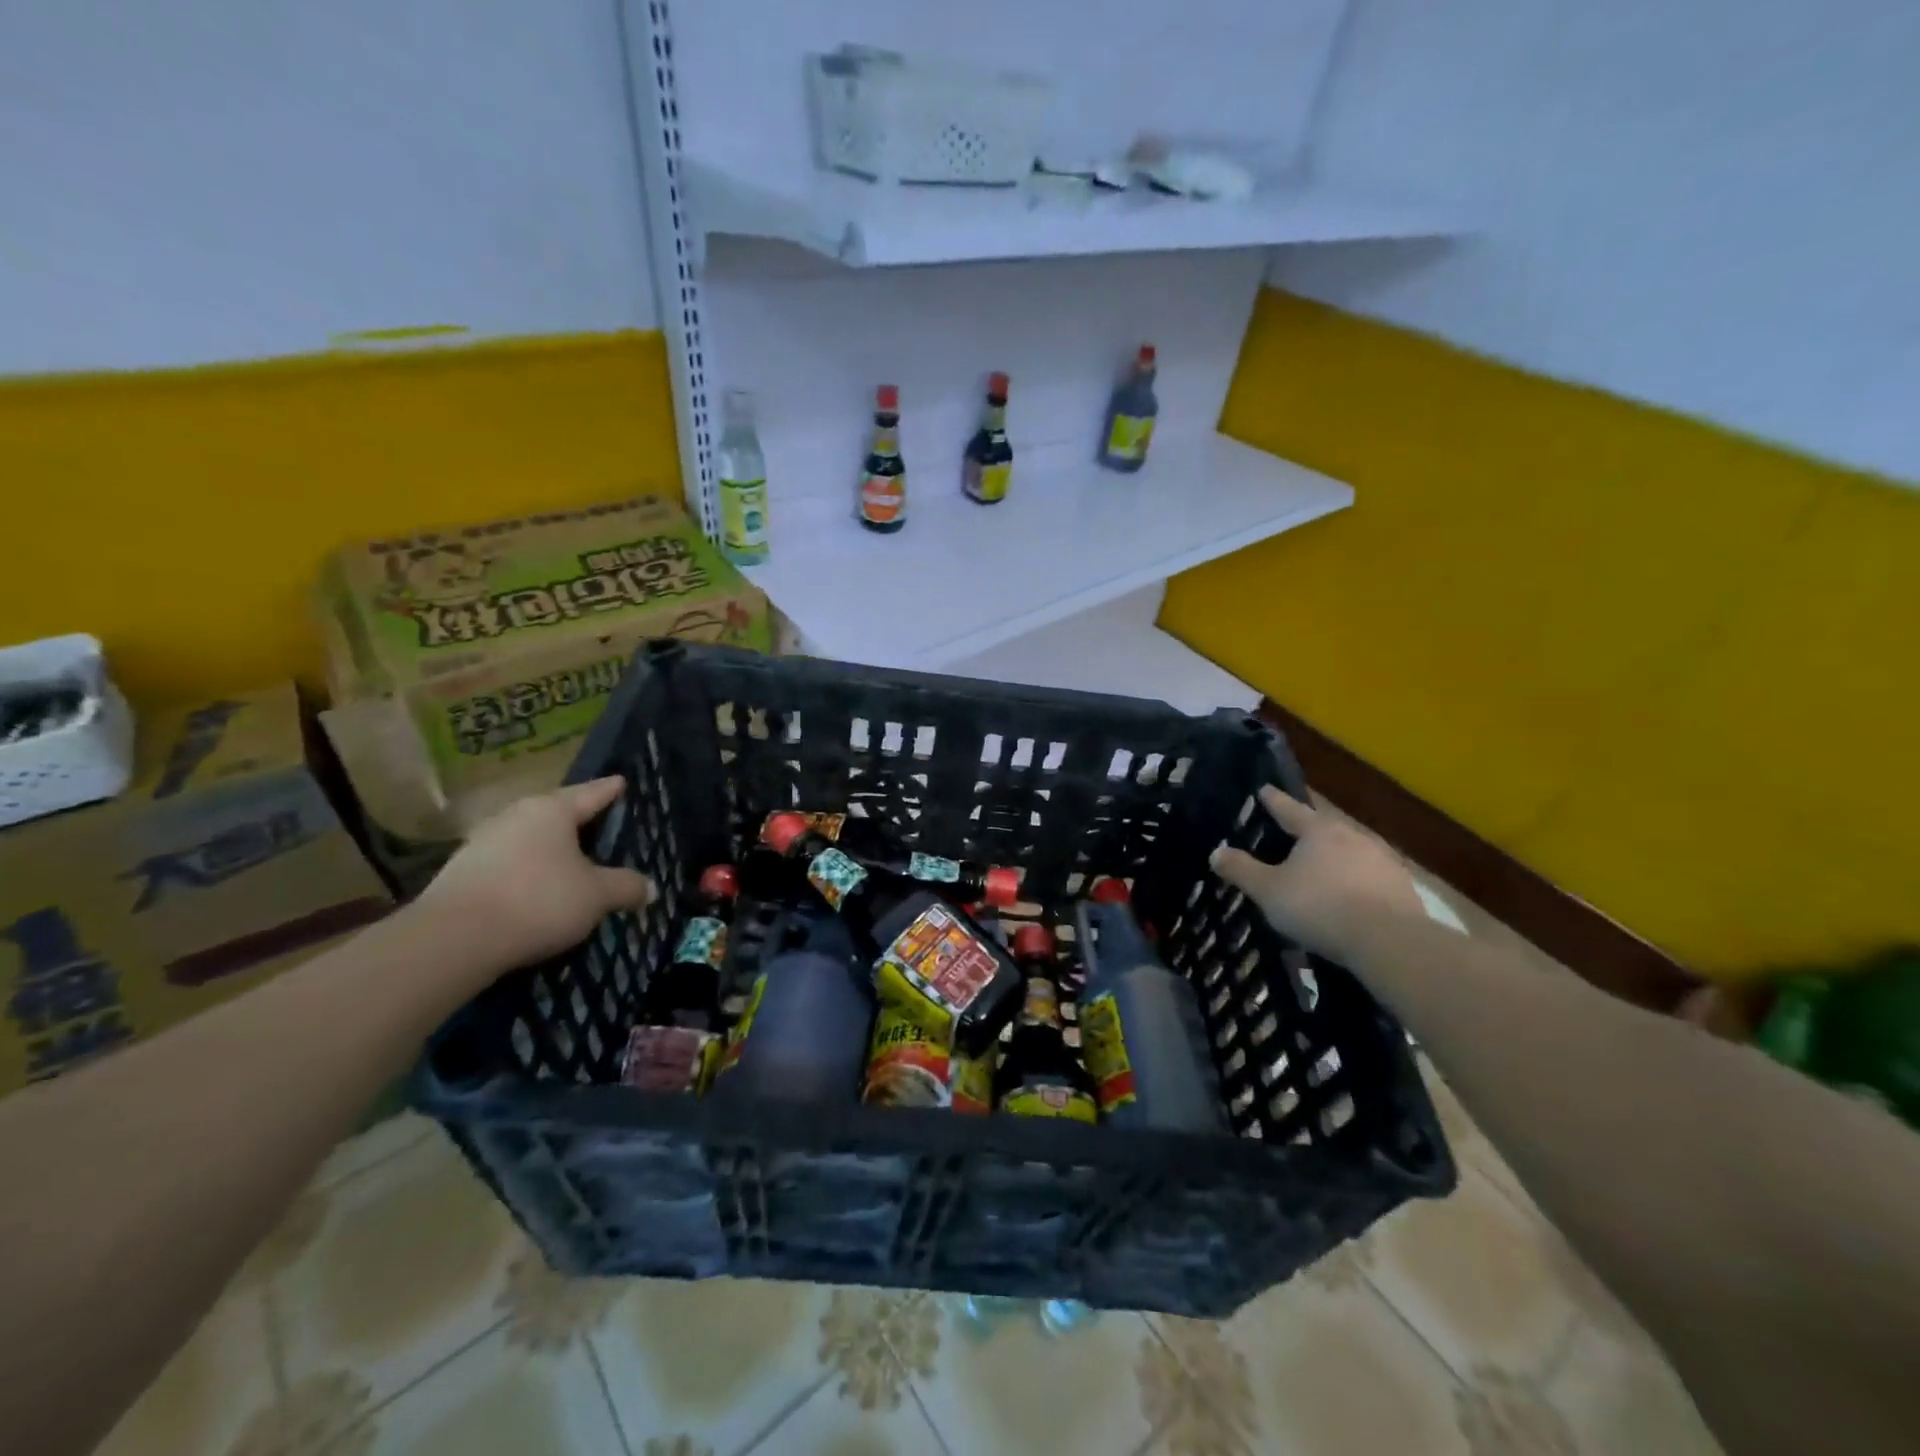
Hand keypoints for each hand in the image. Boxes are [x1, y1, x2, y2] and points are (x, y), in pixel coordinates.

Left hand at [418, 777, 652, 975]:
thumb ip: (626, 887)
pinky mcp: (461, 871)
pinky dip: (527, 871)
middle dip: (579, 821)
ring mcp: (483, 841)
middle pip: (557, 813)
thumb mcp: (597, 896)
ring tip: (570, 862)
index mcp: (552, 810)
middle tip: (601, 826)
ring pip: (529, 838)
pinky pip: (508, 863)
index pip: (592, 793)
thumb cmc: (538, 901)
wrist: (452, 940)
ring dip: (550, 849)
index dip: (611, 790)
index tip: (622, 782)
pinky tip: (536, 889)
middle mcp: (516, 815)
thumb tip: (650, 888)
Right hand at [1210, 786, 1424, 962]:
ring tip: (1321, 870)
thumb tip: (1216, 852)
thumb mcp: (1269, 891)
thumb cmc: (1319, 907)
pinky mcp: (1402, 887)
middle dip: (1308, 831)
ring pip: (1350, 851)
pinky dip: (1356, 882)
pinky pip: (1370, 877)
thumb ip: (1242, 870)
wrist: (1388, 940)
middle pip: (1324, 828)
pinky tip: (1350, 897)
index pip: (1289, 809)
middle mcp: (1352, 836)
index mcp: (1318, 831)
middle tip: (1292, 835)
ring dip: (1335, 857)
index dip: (1273, 800)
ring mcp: (1382, 860)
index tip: (1264, 789)